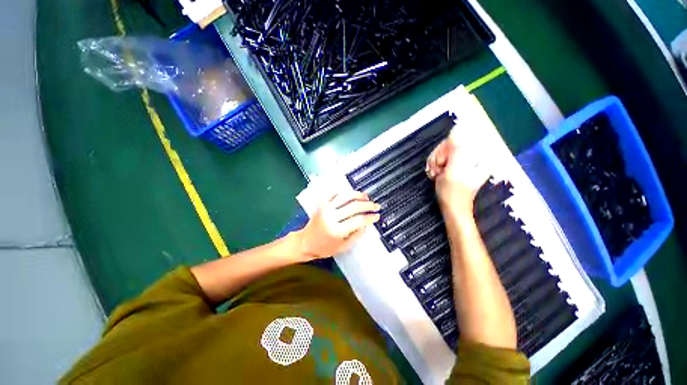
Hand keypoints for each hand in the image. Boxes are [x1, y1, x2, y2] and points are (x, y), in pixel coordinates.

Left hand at [297, 191, 380, 259]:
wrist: (305, 242)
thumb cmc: (324, 248)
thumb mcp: (343, 247)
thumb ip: (357, 235)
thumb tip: (366, 223)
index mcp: (337, 231)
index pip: (358, 220)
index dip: (370, 217)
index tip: (377, 215)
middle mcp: (331, 217)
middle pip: (354, 206)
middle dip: (368, 205)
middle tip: (376, 205)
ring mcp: (325, 208)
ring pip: (345, 196)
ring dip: (357, 195)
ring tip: (366, 196)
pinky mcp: (322, 204)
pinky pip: (334, 194)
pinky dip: (343, 192)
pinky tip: (351, 194)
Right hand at [426, 130, 490, 214]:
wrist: (452, 208)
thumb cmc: (453, 192)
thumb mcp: (453, 170)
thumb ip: (456, 149)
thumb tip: (458, 127)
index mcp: (479, 154)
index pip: (456, 139)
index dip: (444, 150)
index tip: (441, 164)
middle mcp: (474, 154)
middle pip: (449, 144)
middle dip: (438, 157)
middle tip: (437, 171)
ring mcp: (465, 159)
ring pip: (443, 151)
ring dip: (435, 162)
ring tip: (436, 175)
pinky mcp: (457, 164)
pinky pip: (442, 157)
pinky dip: (435, 165)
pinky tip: (435, 174)